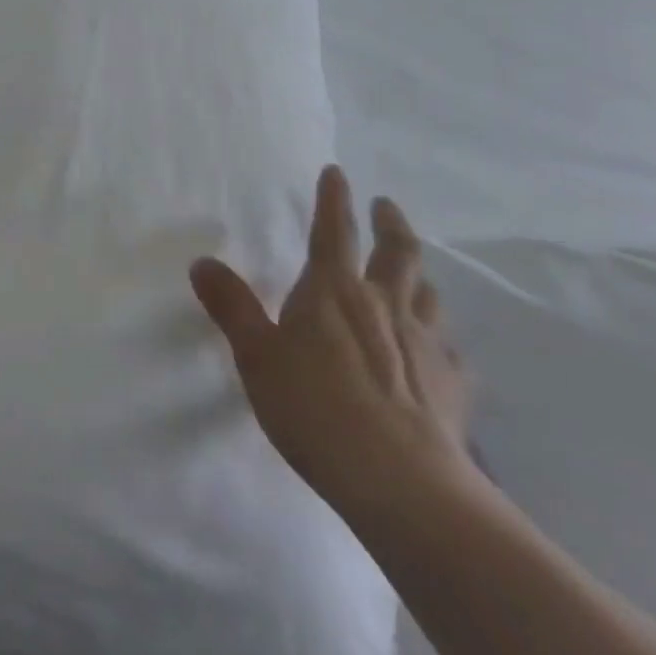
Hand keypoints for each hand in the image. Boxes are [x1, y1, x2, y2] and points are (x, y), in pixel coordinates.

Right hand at [191, 165, 479, 523]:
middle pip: (398, 252)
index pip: (333, 230)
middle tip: (386, 206)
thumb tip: (201, 261)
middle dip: (391, 223)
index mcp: (334, 289)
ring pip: (428, 294)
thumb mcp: (257, 356)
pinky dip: (442, 339)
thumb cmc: (315, 407)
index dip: (333, 198)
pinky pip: (451, 349)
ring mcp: (426, 343)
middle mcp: (384, 303)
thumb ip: (231, 306)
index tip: (337, 172)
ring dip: (419, 276)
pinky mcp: (454, 385)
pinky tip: (440, 351)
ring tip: (413, 274)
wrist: (401, 481)